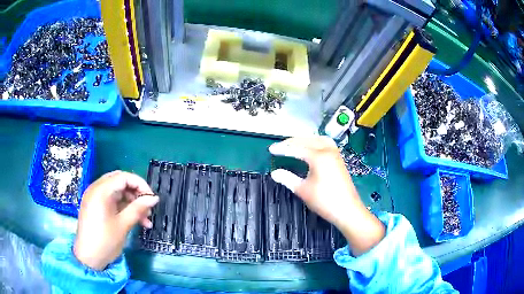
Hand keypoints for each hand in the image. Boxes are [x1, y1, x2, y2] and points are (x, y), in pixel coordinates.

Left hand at [73, 171, 158, 269]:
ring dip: (131, 202)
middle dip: (136, 193)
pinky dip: (123, 207)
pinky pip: (112, 200)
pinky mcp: (95, 206)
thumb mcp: (123, 225)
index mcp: (101, 190)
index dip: (140, 184)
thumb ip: (138, 208)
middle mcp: (96, 189)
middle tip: (148, 207)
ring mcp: (94, 197)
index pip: (124, 177)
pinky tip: (134, 220)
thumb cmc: (105, 241)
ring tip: (145, 219)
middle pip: (120, 182)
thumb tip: (154, 198)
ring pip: (117, 192)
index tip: (152, 199)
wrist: (88, 258)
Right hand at [269, 136, 384, 255]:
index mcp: (318, 156)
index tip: (271, 150)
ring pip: (318, 139)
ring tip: (294, 144)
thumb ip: (288, 178)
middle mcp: (328, 150)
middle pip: (307, 140)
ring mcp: (335, 154)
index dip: (282, 149)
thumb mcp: (303, 190)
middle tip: (280, 147)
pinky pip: (325, 144)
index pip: (296, 148)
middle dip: (292, 142)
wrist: (348, 210)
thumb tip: (274, 173)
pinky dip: (315, 142)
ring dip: (305, 140)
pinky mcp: (339, 159)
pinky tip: (311, 149)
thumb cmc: (325, 201)